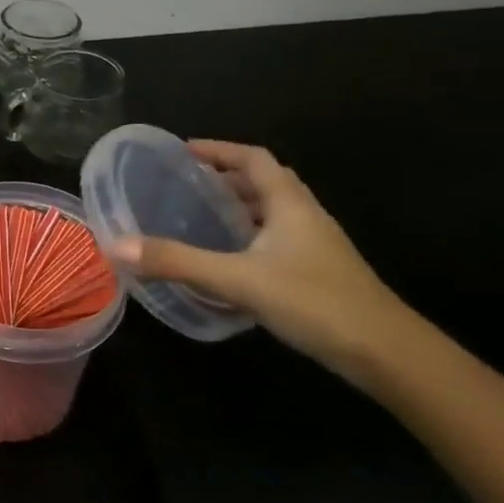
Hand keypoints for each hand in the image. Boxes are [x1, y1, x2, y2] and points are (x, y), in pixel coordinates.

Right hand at [109, 141, 417, 376]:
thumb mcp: (238, 279)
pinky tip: (229, 261)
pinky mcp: (317, 273)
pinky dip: (248, 237)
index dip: (218, 149)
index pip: (253, 158)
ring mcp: (316, 245)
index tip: (183, 152)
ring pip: (272, 213)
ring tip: (198, 218)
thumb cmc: (313, 302)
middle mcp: (305, 215)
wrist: (385, 352)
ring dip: (238, 208)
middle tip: (183, 186)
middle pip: (263, 182)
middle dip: (224, 178)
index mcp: (289, 203)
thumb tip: (118, 245)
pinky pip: (276, 240)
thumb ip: (178, 262)